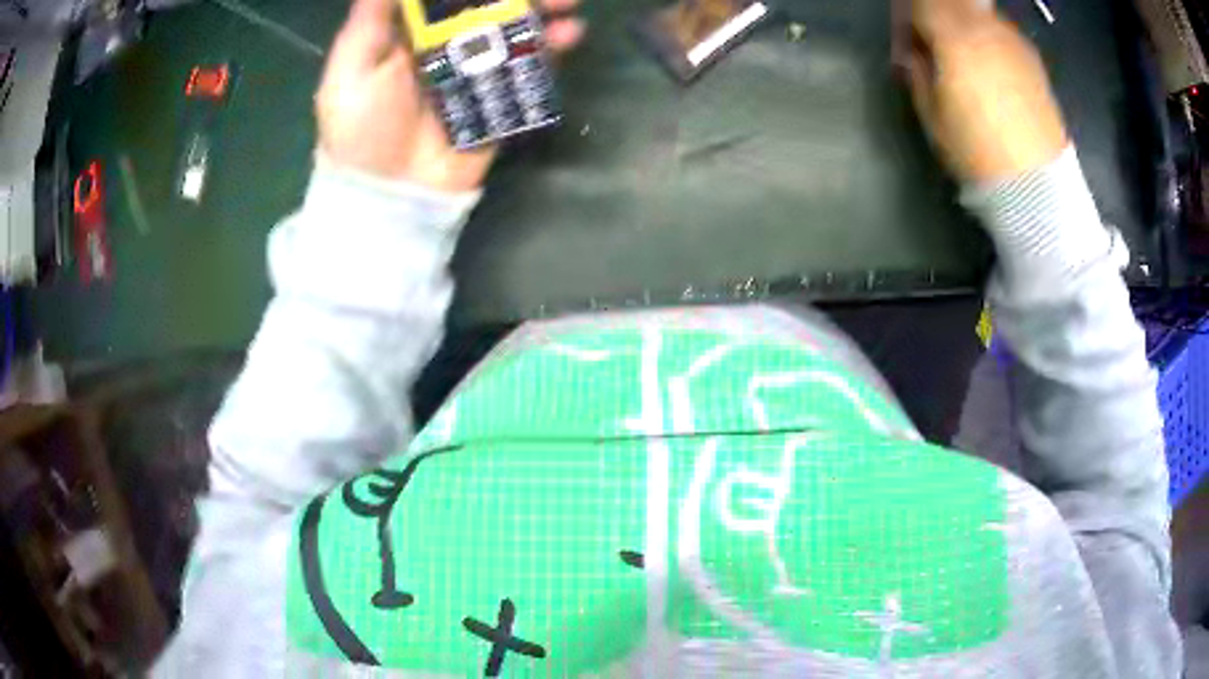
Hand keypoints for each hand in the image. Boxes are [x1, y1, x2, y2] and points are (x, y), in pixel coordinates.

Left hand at [316, 0, 584, 191]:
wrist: (389, 196)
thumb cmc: (360, 131)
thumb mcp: (350, 71)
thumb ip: (371, 19)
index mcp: (409, 34)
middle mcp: (445, 45)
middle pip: (485, 7)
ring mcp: (475, 72)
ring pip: (511, 31)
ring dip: (541, 13)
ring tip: (566, 5)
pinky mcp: (498, 99)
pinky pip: (527, 69)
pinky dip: (551, 51)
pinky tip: (569, 35)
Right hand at [902, 0, 1067, 182]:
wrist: (1038, 186)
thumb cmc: (978, 152)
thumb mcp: (932, 114)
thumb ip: (917, 70)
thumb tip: (915, 53)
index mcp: (955, 36)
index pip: (919, 3)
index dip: (906, 19)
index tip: (906, 45)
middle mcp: (985, 26)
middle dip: (934, 13)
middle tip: (932, 44)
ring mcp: (1013, 41)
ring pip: (977, 9)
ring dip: (962, 22)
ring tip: (962, 56)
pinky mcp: (1033, 59)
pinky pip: (1000, 29)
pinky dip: (987, 35)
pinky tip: (989, 65)